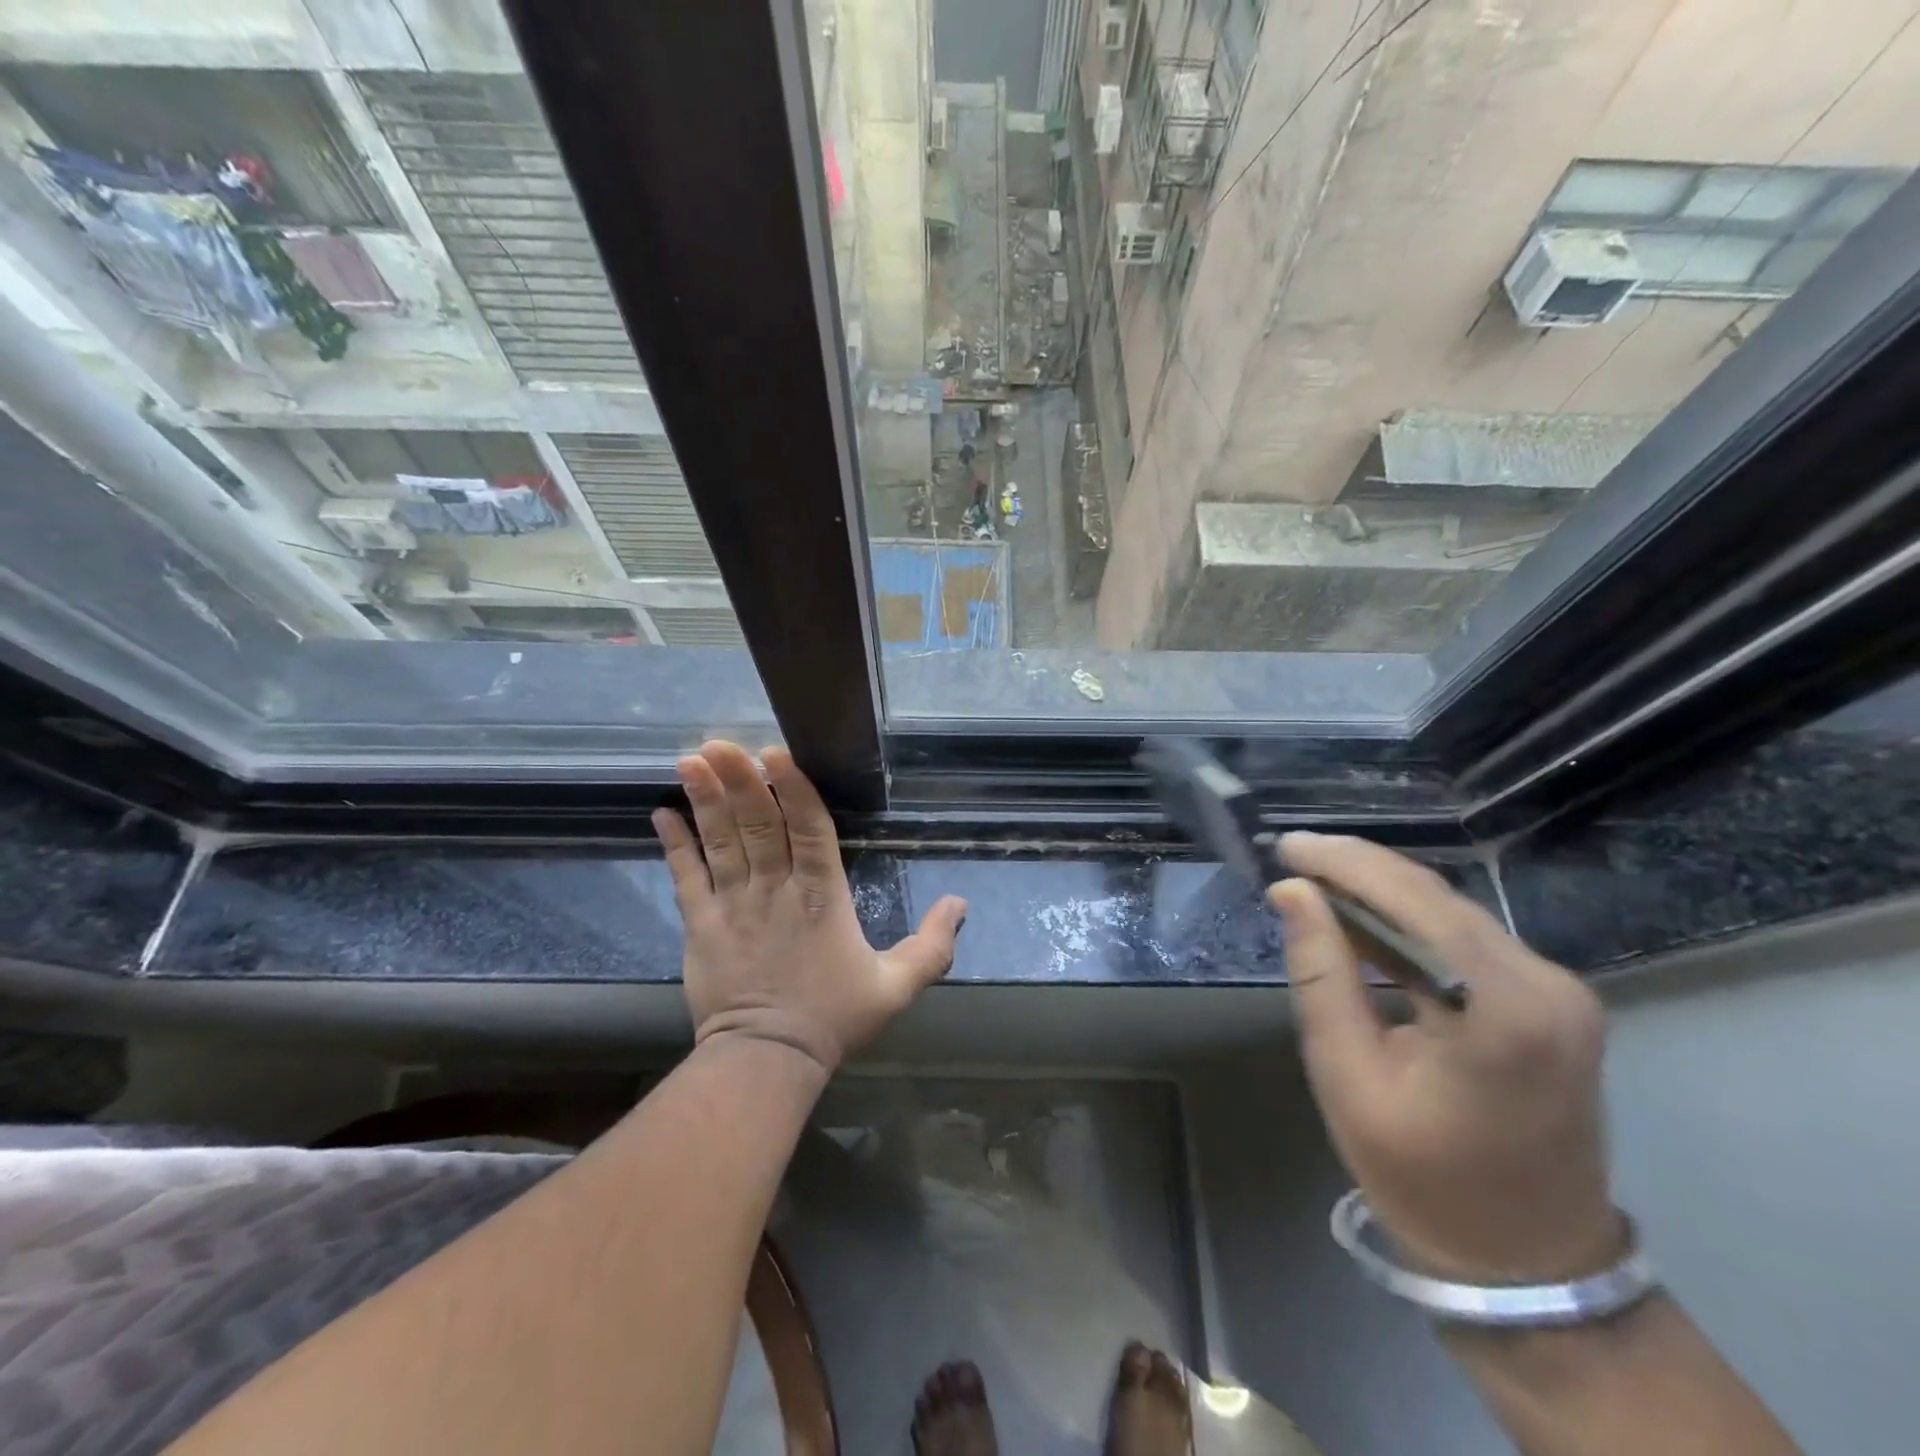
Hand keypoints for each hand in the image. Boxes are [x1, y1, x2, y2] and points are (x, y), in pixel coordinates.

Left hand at [653, 742, 966, 1074]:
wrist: (767, 1061)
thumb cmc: (833, 1018)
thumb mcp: (897, 986)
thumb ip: (933, 945)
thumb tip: (960, 903)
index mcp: (823, 896)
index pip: (808, 829)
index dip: (792, 788)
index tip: (774, 753)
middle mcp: (775, 889)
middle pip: (758, 825)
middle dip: (740, 781)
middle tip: (719, 742)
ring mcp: (733, 905)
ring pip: (720, 842)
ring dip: (705, 800)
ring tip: (689, 760)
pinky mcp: (701, 925)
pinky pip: (686, 878)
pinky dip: (674, 846)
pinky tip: (662, 814)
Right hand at [1272, 832, 1619, 1285]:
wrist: (1528, 1262)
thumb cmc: (1423, 1178)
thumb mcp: (1347, 1076)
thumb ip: (1320, 974)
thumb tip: (1293, 892)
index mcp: (1502, 1010)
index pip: (1412, 902)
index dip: (1343, 864)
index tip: (1284, 845)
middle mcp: (1547, 985)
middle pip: (1436, 898)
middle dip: (1358, 869)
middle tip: (1291, 855)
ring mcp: (1561, 992)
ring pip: (1452, 912)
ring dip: (1381, 892)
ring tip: (1314, 879)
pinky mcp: (1554, 1002)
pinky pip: (1468, 939)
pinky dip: (1410, 922)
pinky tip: (1363, 919)